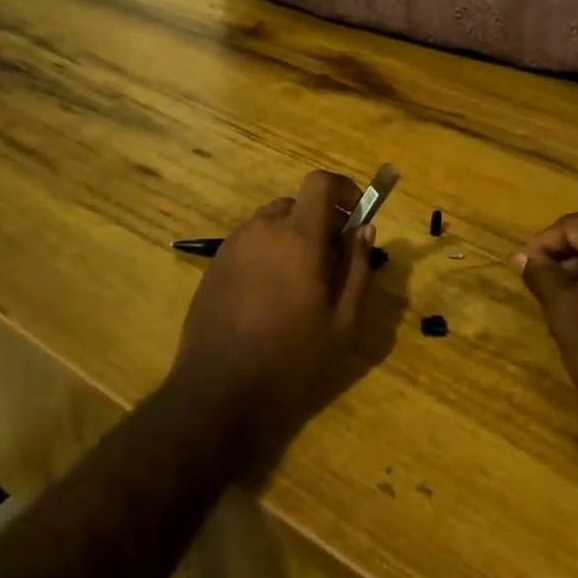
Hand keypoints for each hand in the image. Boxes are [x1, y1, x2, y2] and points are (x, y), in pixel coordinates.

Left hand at [170, 170, 373, 461]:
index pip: (320, 182)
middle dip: (318, 222)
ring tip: (298, 286)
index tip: (355, 215)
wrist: (218, 394)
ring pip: (271, 224)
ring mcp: (233, 246)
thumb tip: (364, 230)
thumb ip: (357, 269)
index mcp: (298, 237)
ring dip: (291, 239)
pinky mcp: (214, 265)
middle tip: (330, 262)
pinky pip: (250, 244)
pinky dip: (267, 255)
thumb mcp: (342, 322)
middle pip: (296, 204)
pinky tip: (268, 298)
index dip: (343, 189)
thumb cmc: (291, 360)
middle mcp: (262, 230)